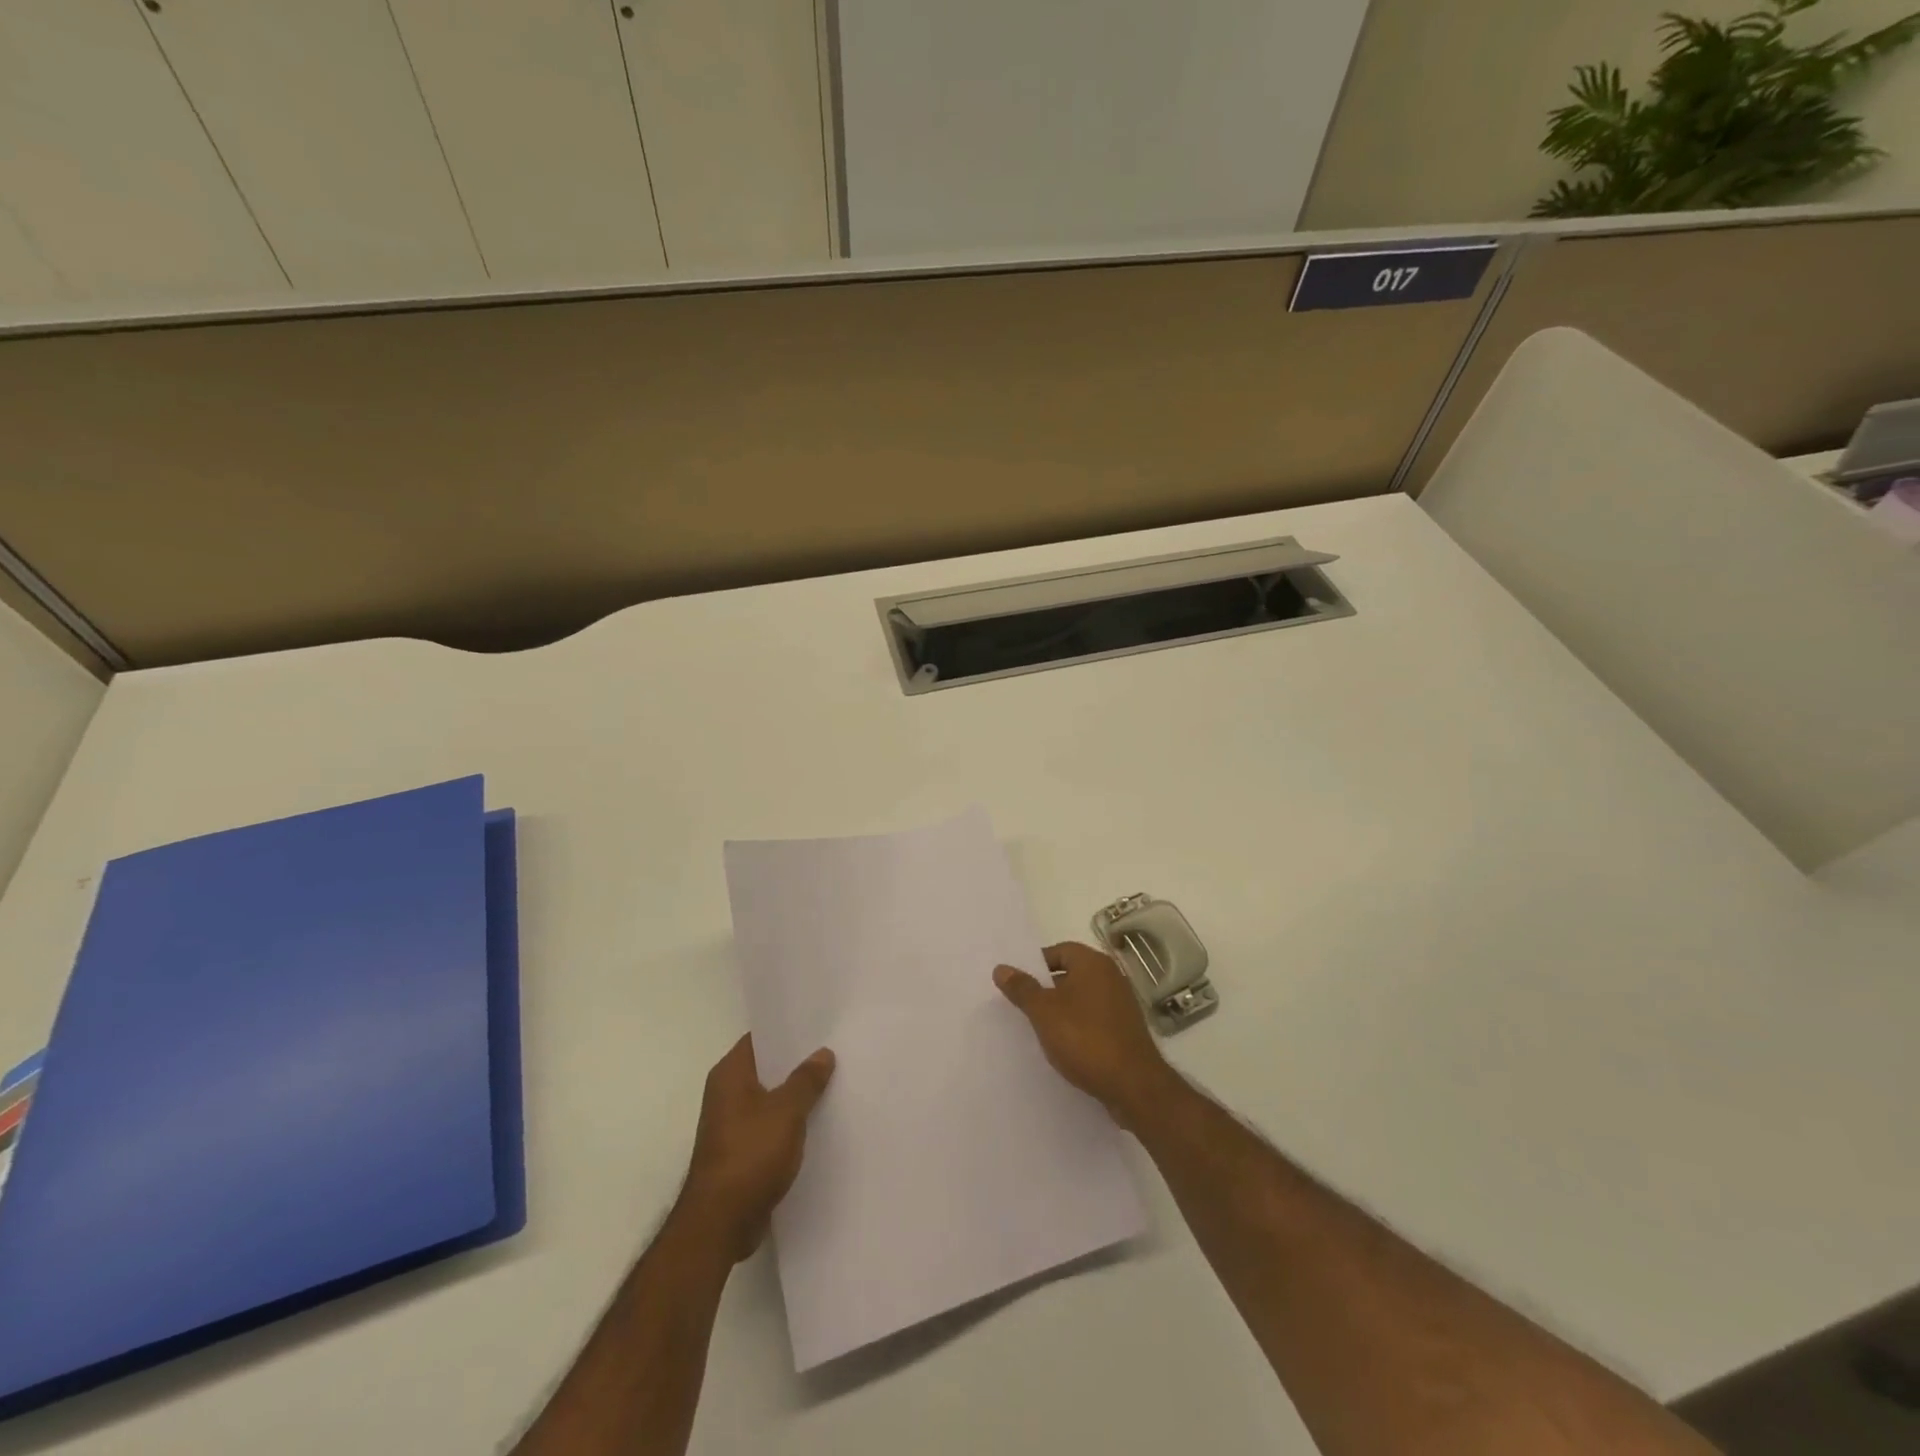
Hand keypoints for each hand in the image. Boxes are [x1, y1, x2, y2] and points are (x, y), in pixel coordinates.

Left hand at [679, 1035, 834, 1262]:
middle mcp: (726, 1094)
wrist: (720, 1224)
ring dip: (796, 1094)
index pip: (761, 1038)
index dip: (789, 1029)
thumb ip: (806, 1080)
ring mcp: (733, 1124)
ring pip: (771, 1098)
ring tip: (834, 1082)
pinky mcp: (741, 1152)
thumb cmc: (750, 1155)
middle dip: (798, 1062)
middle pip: (768, 1067)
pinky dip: (791, 1122)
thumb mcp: (786, 1111)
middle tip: (835, 1050)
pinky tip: (819, 1121)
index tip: (820, 1024)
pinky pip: (771, 1125)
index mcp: (730, 1074)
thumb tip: (822, 1053)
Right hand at [994, 942, 1173, 1129]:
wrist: (1133, 1085)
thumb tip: (1001, 968)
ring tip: (1040, 1029)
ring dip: (1062, 1010)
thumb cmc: (1085, 1038)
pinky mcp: (1126, 1030)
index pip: (1060, 950)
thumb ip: (1022, 989)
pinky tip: (1064, 1047)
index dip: (1037, 964)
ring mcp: (1122, 1004)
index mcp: (1093, 963)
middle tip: (1024, 1006)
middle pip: (1072, 973)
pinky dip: (1078, 1027)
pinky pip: (1094, 1019)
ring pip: (1082, 999)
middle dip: (1047, 989)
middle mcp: (1111, 977)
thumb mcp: (1044, 1012)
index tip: (1019, 984)